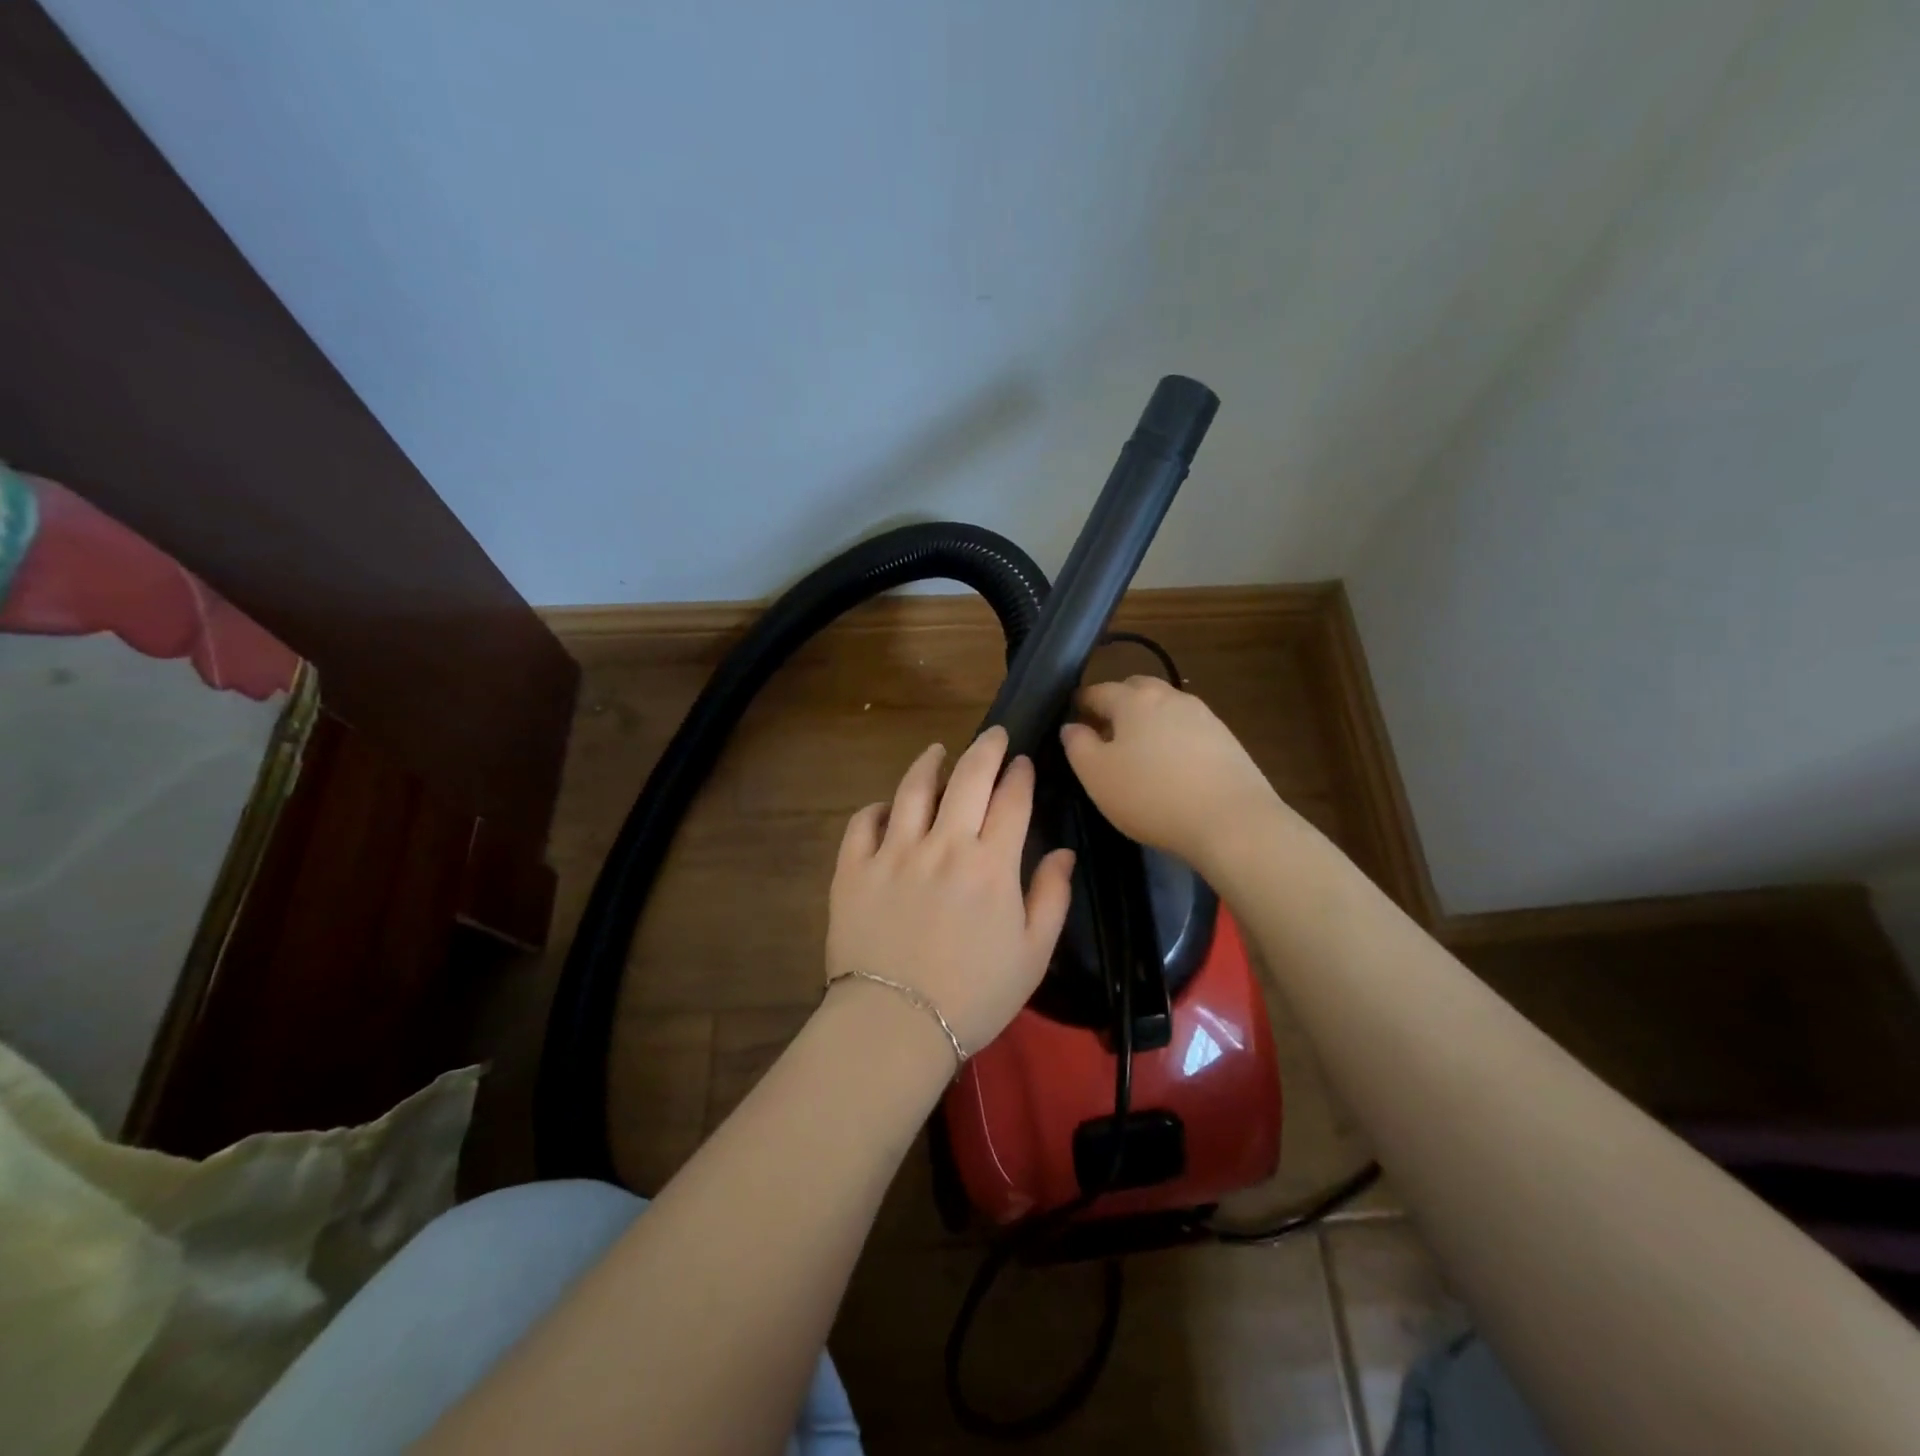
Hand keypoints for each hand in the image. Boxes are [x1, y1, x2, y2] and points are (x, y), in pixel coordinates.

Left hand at [826, 726, 1075, 1053]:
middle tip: (993, 735)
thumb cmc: (974, 996)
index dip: (1020, 775)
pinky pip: (863, 822)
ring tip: (937, 751)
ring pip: (913, 788)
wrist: (896, 1025)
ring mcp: (893, 852)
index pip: (1011, 801)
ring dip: (930, 763)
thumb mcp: (1033, 955)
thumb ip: (1052, 897)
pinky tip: (888, 807)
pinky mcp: (853, 868)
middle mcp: (943, 845)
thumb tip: (1062, 852)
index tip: (1023, 763)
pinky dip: (877, 808)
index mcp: (991, 865)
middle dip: (985, 748)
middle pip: (968, 778)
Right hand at [1060, 676, 1280, 870]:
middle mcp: (1170, 696)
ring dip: (1147, 722)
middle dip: (1117, 705)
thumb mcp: (1097, 775)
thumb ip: (1077, 745)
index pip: (1097, 691)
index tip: (1072, 721)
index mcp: (1134, 699)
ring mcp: (1203, 716)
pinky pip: (1188, 730)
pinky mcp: (1226, 740)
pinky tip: (1171, 767)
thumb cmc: (1151, 795)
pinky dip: (1172, 739)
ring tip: (1138, 754)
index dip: (1080, 705)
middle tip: (1105, 735)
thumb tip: (1072, 726)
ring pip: (1165, 709)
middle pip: (1136, 690)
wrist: (1232, 821)